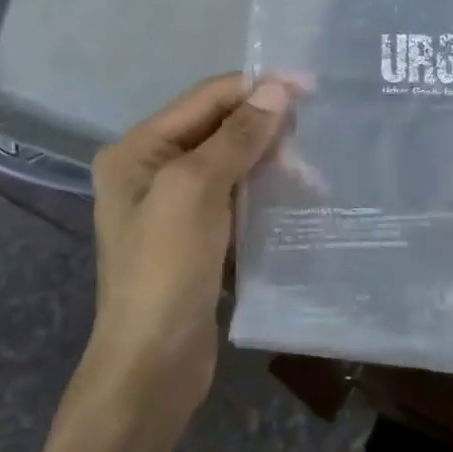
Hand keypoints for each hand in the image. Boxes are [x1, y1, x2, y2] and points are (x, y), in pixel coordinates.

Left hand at [89, 74, 289, 409]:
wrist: (151, 365)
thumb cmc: (164, 270)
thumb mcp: (196, 191)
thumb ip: (236, 136)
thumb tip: (278, 89)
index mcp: (138, 150)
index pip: (206, 99)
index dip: (256, 88)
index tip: (310, 86)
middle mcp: (153, 169)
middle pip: (219, 128)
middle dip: (266, 128)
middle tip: (313, 139)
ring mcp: (175, 204)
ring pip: (233, 162)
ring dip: (271, 161)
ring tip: (312, 175)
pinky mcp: (199, 234)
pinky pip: (237, 195)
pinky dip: (266, 190)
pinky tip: (297, 195)